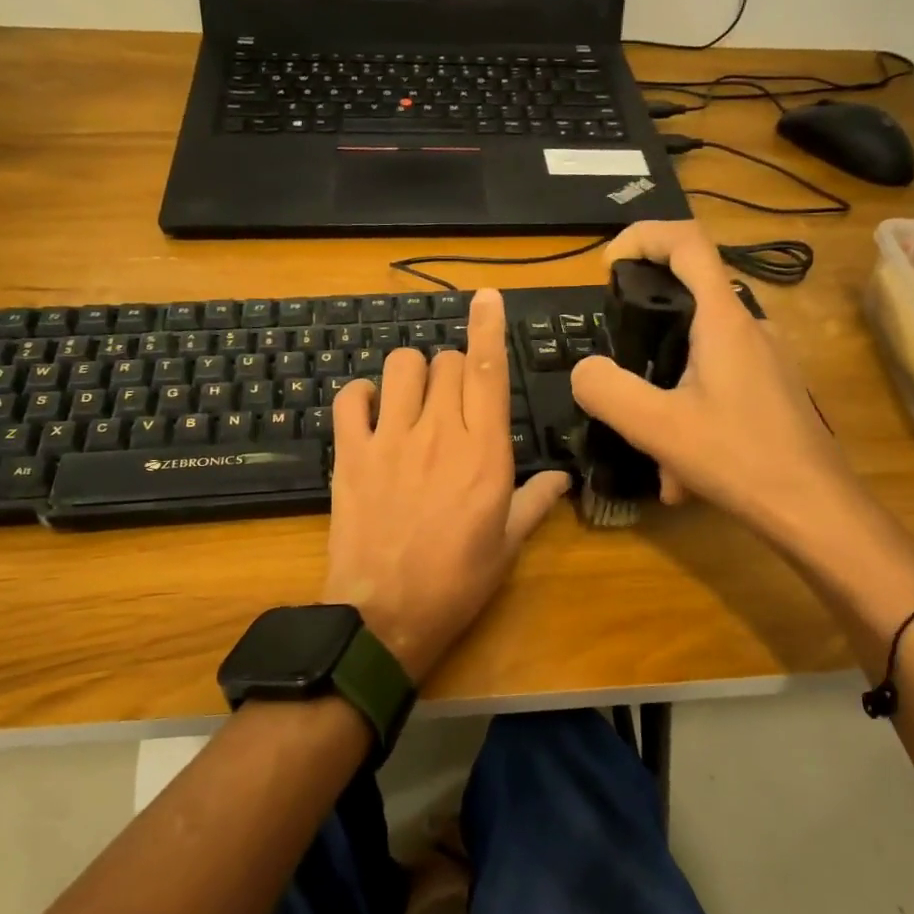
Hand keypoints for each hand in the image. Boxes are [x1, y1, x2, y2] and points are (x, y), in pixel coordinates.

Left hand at [323, 288, 570, 684]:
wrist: (384, 615)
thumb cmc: (455, 583)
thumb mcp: (506, 546)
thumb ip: (535, 502)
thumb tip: (564, 478)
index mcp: (486, 453)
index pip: (490, 371)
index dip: (489, 327)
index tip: (486, 297)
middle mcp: (440, 432)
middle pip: (447, 362)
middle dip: (454, 369)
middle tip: (453, 401)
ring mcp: (391, 439)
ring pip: (402, 366)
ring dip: (412, 373)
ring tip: (413, 399)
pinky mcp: (350, 452)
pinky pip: (350, 396)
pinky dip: (361, 395)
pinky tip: (370, 412)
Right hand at [569, 220, 857, 537]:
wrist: (816, 512)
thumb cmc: (739, 459)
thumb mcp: (657, 427)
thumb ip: (608, 391)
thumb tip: (584, 370)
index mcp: (724, 321)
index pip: (687, 243)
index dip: (643, 236)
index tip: (608, 265)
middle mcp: (750, 329)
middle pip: (687, 301)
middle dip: (643, 336)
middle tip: (618, 376)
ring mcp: (766, 362)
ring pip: (697, 358)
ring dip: (664, 397)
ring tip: (652, 453)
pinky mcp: (771, 392)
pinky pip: (716, 389)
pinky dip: (689, 420)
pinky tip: (681, 475)